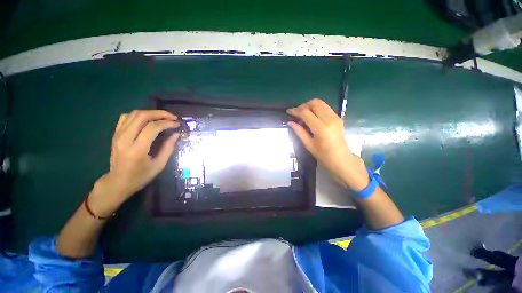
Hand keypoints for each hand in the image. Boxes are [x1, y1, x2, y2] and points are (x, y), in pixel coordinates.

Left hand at [90, 110, 179, 216]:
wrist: (117, 182)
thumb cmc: (140, 176)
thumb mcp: (159, 165)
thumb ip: (168, 148)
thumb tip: (176, 134)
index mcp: (137, 149)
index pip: (152, 128)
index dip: (167, 123)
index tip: (177, 124)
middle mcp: (125, 139)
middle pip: (142, 116)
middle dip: (159, 114)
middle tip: (172, 117)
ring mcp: (118, 135)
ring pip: (133, 114)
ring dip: (150, 113)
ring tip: (162, 117)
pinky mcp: (115, 134)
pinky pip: (125, 118)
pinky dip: (138, 115)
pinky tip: (147, 119)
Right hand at [287, 99, 368, 189]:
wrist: (342, 159)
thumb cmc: (324, 156)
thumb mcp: (309, 145)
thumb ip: (299, 131)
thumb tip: (290, 122)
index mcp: (321, 128)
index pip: (305, 113)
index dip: (295, 111)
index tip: (288, 112)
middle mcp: (329, 119)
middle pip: (314, 103)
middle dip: (303, 105)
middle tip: (296, 113)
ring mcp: (335, 117)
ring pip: (321, 103)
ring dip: (310, 106)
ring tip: (303, 114)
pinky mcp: (338, 117)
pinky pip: (325, 107)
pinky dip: (316, 108)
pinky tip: (312, 116)